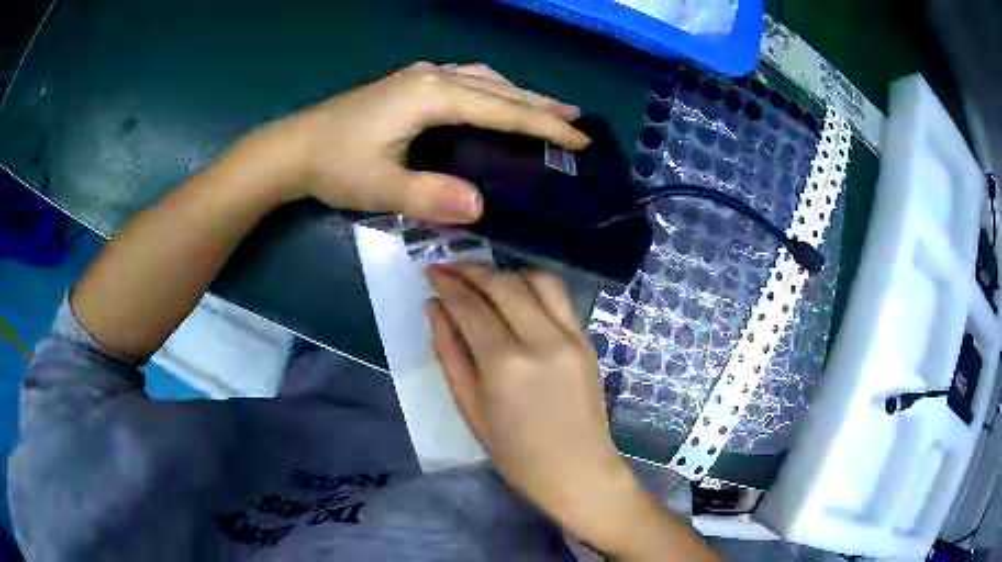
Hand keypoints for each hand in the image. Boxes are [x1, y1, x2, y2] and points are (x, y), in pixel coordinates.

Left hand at [255, 62, 588, 222]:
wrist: (295, 147)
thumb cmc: (336, 166)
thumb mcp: (381, 187)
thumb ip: (430, 196)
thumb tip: (481, 208)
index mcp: (431, 96)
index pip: (501, 110)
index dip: (543, 125)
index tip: (578, 140)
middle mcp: (432, 75)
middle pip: (499, 88)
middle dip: (541, 105)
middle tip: (578, 122)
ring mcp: (420, 75)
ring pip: (484, 79)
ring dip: (518, 94)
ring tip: (547, 110)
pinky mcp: (410, 82)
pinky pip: (466, 78)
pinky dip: (493, 90)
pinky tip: (496, 100)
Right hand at [425, 265, 719, 560]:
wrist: (576, 471)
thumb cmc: (515, 453)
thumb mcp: (470, 406)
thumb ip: (450, 351)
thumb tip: (434, 307)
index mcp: (506, 363)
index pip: (471, 306)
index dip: (447, 283)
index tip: (431, 271)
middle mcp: (541, 340)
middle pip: (503, 284)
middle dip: (471, 271)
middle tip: (449, 269)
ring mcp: (571, 336)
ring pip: (537, 280)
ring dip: (505, 273)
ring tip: (482, 281)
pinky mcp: (587, 340)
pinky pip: (559, 297)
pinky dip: (533, 286)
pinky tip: (516, 296)